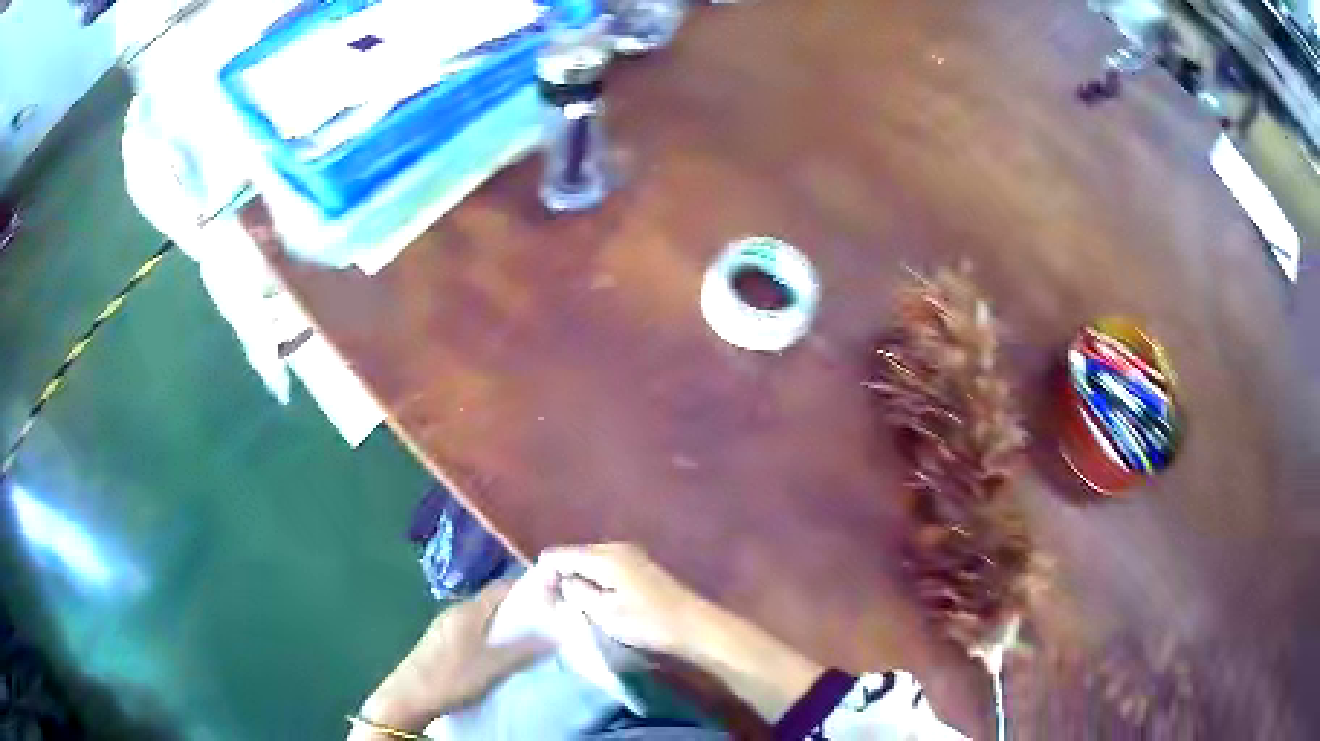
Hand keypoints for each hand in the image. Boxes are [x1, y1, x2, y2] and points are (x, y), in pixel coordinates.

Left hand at [355, 580, 552, 736]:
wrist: (408, 696)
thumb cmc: (451, 678)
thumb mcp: (493, 667)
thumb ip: (523, 650)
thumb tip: (554, 635)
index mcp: (468, 611)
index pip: (502, 587)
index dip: (527, 587)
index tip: (553, 595)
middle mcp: (456, 611)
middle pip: (492, 601)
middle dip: (519, 608)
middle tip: (547, 621)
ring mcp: (446, 626)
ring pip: (482, 616)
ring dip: (504, 623)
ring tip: (529, 638)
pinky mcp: (441, 641)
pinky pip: (473, 628)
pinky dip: (490, 634)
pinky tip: (499, 652)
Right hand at [538, 543, 712, 657]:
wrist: (694, 625)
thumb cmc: (648, 623)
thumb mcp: (604, 613)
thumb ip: (577, 593)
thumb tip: (562, 581)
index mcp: (603, 557)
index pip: (558, 555)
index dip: (545, 575)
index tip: (543, 600)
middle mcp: (615, 547)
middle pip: (574, 555)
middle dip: (561, 576)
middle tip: (555, 605)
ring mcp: (630, 554)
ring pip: (589, 562)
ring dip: (579, 579)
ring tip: (574, 605)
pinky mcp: (640, 565)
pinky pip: (605, 567)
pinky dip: (595, 580)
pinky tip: (597, 600)